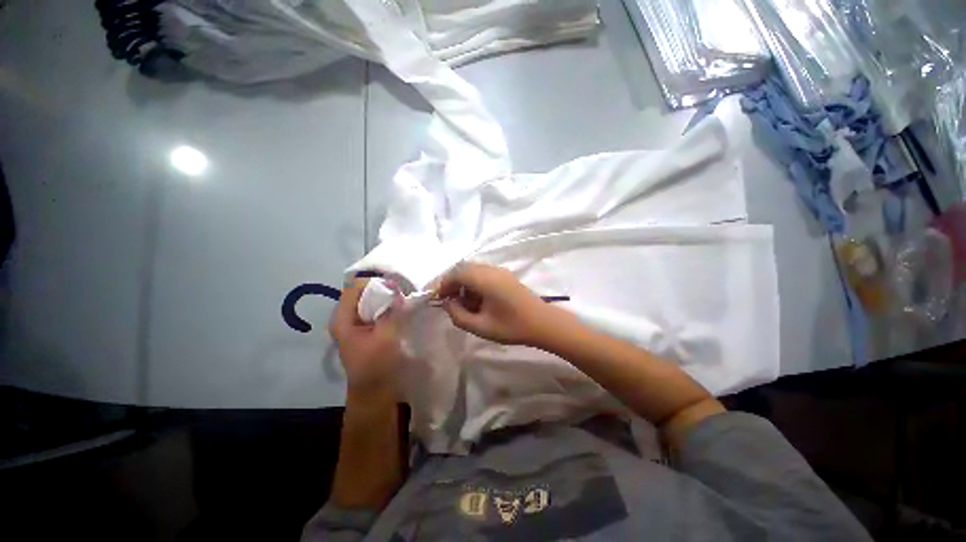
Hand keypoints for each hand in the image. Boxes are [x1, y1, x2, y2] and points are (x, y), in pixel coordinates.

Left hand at [329, 279, 402, 396]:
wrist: (374, 392)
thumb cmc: (377, 365)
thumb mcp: (386, 336)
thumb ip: (391, 311)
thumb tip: (397, 287)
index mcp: (342, 318)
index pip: (355, 286)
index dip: (375, 284)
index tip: (395, 288)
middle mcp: (344, 318)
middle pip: (362, 292)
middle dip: (382, 290)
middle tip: (401, 295)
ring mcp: (353, 324)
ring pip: (369, 301)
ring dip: (385, 300)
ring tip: (401, 303)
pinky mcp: (363, 330)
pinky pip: (374, 311)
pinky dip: (385, 308)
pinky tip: (397, 312)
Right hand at [438, 262, 556, 345]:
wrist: (542, 323)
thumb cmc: (512, 326)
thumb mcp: (481, 327)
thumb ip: (459, 315)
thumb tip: (448, 303)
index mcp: (485, 280)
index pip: (456, 273)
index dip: (443, 284)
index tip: (436, 298)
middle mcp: (491, 270)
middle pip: (463, 268)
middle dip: (452, 282)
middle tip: (447, 301)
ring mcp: (500, 271)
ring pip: (473, 270)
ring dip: (463, 282)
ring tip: (462, 302)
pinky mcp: (505, 275)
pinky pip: (483, 273)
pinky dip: (474, 282)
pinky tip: (476, 299)